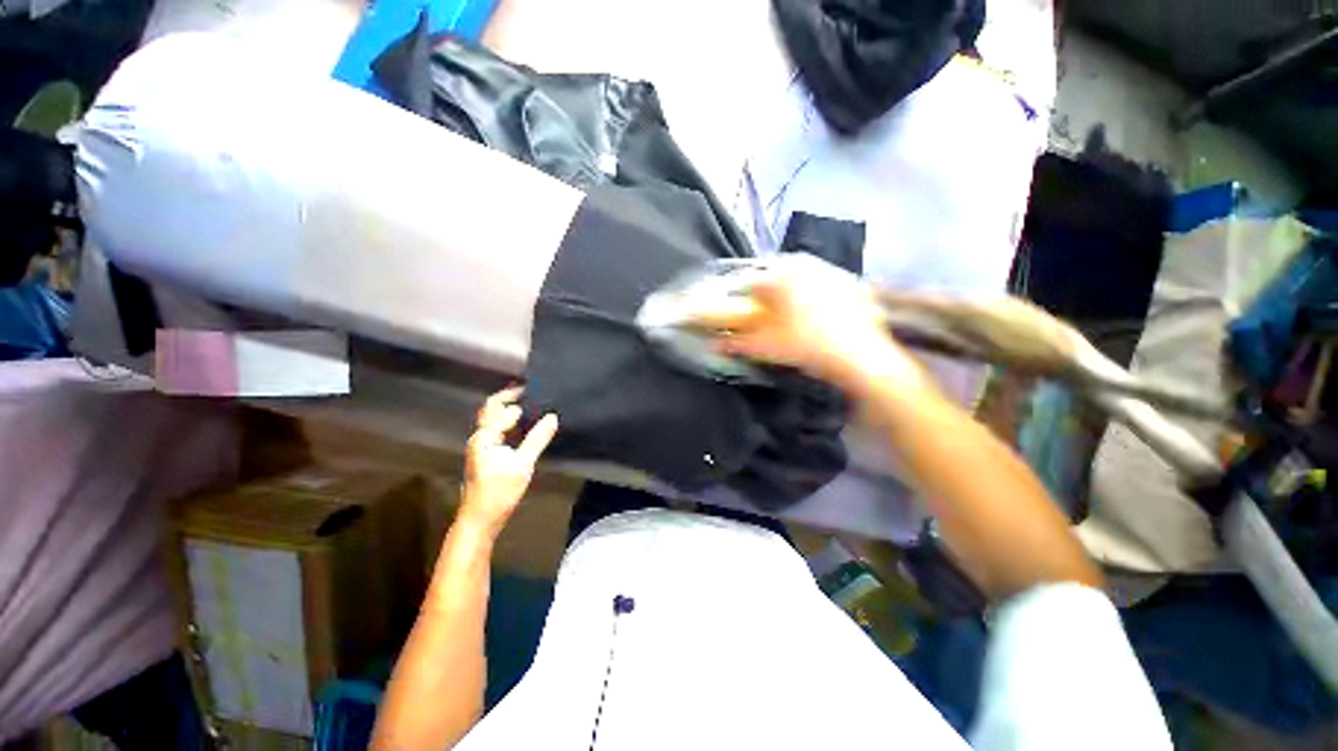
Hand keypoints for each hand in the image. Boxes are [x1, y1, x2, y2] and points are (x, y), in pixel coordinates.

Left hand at [458, 387, 558, 538]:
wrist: (480, 520)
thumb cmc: (499, 492)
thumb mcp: (522, 464)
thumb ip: (537, 439)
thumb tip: (553, 416)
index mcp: (484, 437)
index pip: (500, 408)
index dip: (517, 398)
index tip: (537, 388)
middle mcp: (479, 438)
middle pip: (491, 409)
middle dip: (509, 397)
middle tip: (531, 389)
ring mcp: (481, 447)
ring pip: (493, 420)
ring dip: (508, 409)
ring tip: (531, 403)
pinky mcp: (486, 455)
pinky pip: (497, 430)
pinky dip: (510, 422)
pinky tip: (524, 425)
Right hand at [705, 255, 908, 389]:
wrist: (860, 355)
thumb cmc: (805, 347)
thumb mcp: (766, 347)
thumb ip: (737, 344)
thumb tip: (713, 345)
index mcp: (779, 278)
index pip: (750, 282)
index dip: (742, 298)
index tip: (743, 312)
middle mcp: (803, 266)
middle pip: (775, 275)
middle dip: (768, 292)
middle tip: (768, 312)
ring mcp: (829, 270)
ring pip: (801, 275)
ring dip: (792, 290)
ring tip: (793, 313)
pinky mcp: (850, 280)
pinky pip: (824, 281)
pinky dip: (816, 292)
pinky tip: (819, 313)